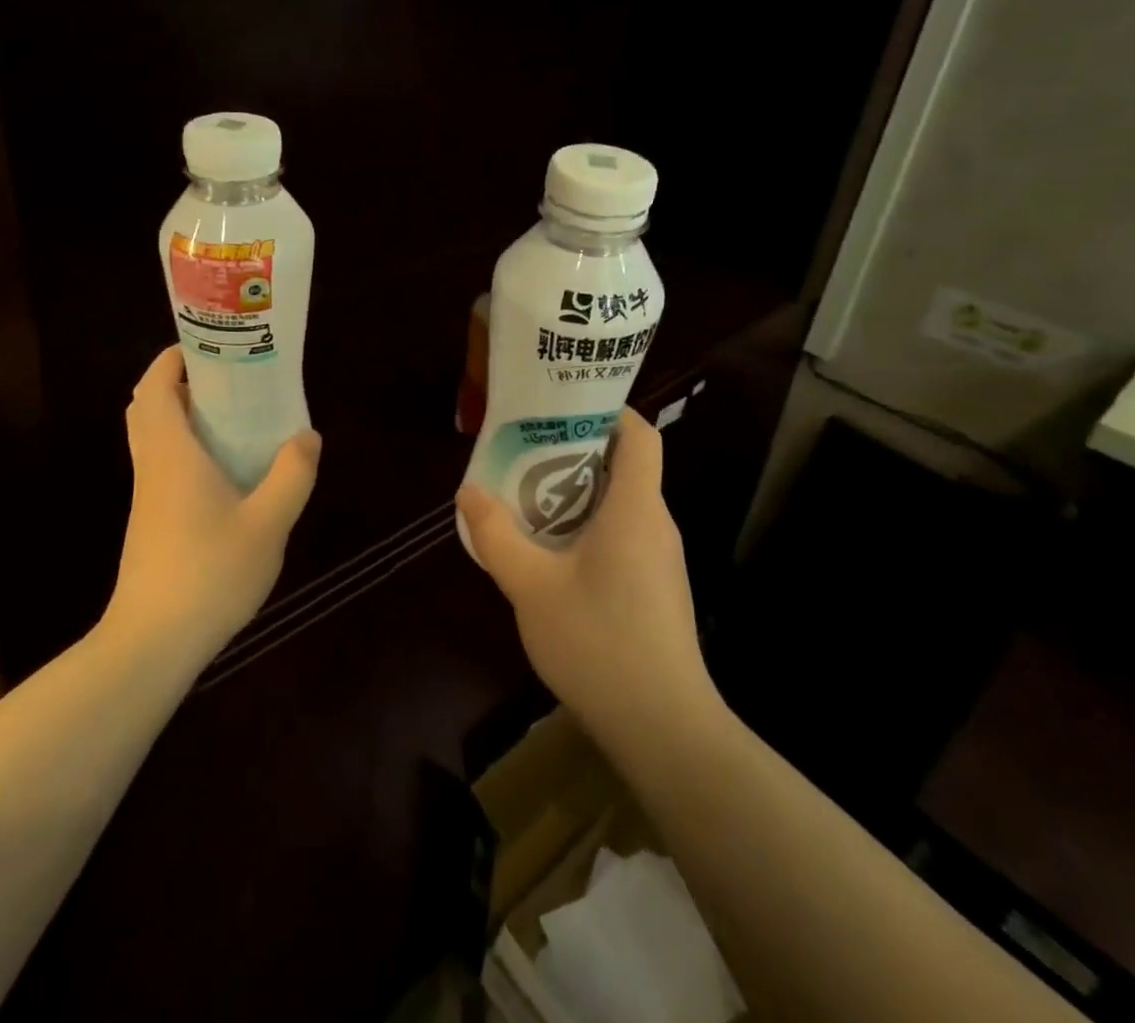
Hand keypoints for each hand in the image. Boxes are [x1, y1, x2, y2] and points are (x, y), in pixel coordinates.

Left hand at [109, 346, 321, 660]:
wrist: (152, 643)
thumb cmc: (209, 573)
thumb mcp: (268, 523)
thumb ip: (292, 475)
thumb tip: (306, 436)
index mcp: (171, 453)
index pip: (155, 387)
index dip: (173, 359)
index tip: (209, 346)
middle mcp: (152, 466)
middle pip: (149, 408)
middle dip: (180, 384)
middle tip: (226, 380)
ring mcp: (147, 497)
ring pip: (155, 439)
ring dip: (184, 418)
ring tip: (235, 419)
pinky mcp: (150, 523)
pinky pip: (163, 467)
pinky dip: (187, 450)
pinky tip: (227, 473)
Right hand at [457, 409, 718, 751]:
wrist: (664, 728)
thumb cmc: (599, 642)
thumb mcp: (531, 586)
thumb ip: (497, 535)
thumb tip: (470, 492)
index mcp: (637, 508)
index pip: (639, 435)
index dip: (608, 410)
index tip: (564, 407)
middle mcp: (657, 524)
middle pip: (625, 466)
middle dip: (576, 451)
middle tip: (526, 452)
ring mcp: (661, 560)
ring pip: (622, 505)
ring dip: (578, 494)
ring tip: (529, 499)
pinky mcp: (657, 589)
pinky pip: (624, 536)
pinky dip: (589, 528)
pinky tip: (553, 556)